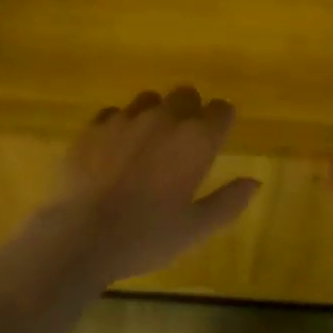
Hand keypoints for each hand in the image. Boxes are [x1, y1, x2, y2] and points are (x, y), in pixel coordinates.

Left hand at [32, 86, 259, 286]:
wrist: (79, 237)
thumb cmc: (145, 236)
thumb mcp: (196, 229)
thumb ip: (229, 202)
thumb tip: (254, 182)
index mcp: (196, 140)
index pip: (222, 110)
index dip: (222, 122)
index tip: (217, 139)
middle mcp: (164, 119)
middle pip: (186, 94)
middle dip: (191, 111)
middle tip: (184, 144)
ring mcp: (125, 119)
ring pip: (149, 99)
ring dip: (156, 114)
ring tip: (148, 145)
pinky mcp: (92, 127)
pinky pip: (114, 113)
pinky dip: (121, 125)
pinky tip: (115, 151)